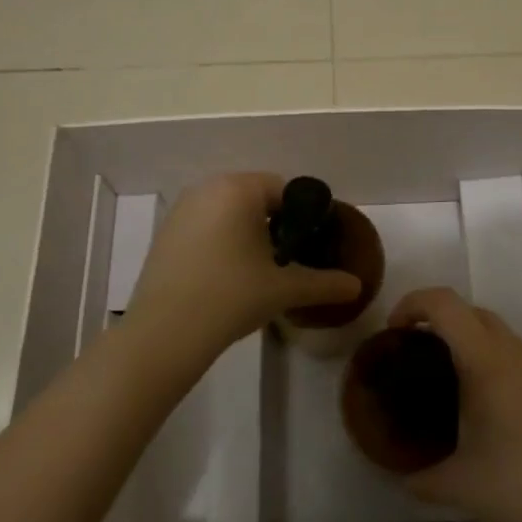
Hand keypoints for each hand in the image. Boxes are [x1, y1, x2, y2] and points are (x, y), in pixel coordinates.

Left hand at [122, 173, 360, 373]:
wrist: (165, 333)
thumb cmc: (231, 296)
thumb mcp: (284, 289)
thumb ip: (324, 283)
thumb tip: (356, 287)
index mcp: (239, 189)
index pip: (284, 190)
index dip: (304, 216)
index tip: (312, 245)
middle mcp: (207, 188)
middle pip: (255, 198)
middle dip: (275, 223)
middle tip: (289, 259)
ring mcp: (181, 210)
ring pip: (228, 212)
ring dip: (247, 232)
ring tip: (259, 270)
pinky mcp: (165, 234)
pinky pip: (205, 226)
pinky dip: (221, 242)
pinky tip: (227, 276)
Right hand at [390, 287, 521, 521]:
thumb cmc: (519, 488)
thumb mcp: (457, 485)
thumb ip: (419, 477)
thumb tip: (400, 477)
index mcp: (486, 361)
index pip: (445, 304)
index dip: (413, 303)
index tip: (395, 332)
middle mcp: (516, 352)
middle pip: (471, 312)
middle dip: (439, 322)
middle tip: (418, 357)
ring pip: (499, 335)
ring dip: (470, 345)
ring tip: (453, 387)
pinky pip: (520, 360)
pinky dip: (497, 367)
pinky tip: (494, 412)